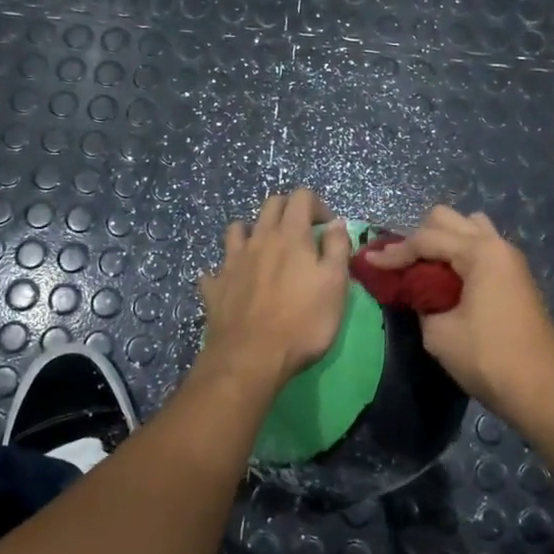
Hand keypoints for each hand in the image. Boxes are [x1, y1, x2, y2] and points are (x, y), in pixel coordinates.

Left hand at [198, 188, 350, 396]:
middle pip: (270, 205)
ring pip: (238, 229)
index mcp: (290, 235)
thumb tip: (336, 223)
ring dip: (253, 231)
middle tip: (302, 233)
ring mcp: (232, 261)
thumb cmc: (303, 321)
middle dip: (288, 210)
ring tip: (265, 250)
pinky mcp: (215, 285)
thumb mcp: (335, 284)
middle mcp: (258, 239)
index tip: (328, 228)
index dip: (317, 205)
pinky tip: (234, 281)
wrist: (251, 357)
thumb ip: (337, 248)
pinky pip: (217, 267)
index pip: (301, 197)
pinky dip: (227, 269)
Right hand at [362, 206, 553, 417]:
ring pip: (469, 228)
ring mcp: (510, 260)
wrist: (540, 390)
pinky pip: (481, 247)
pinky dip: (459, 254)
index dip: (394, 252)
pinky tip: (445, 278)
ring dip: (443, 240)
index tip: (368, 263)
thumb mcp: (438, 332)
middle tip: (400, 265)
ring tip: (424, 268)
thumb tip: (416, 292)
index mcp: (481, 252)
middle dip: (419, 237)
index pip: (426, 239)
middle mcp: (497, 246)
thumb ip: (420, 301)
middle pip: (449, 220)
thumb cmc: (487, 358)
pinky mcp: (515, 277)